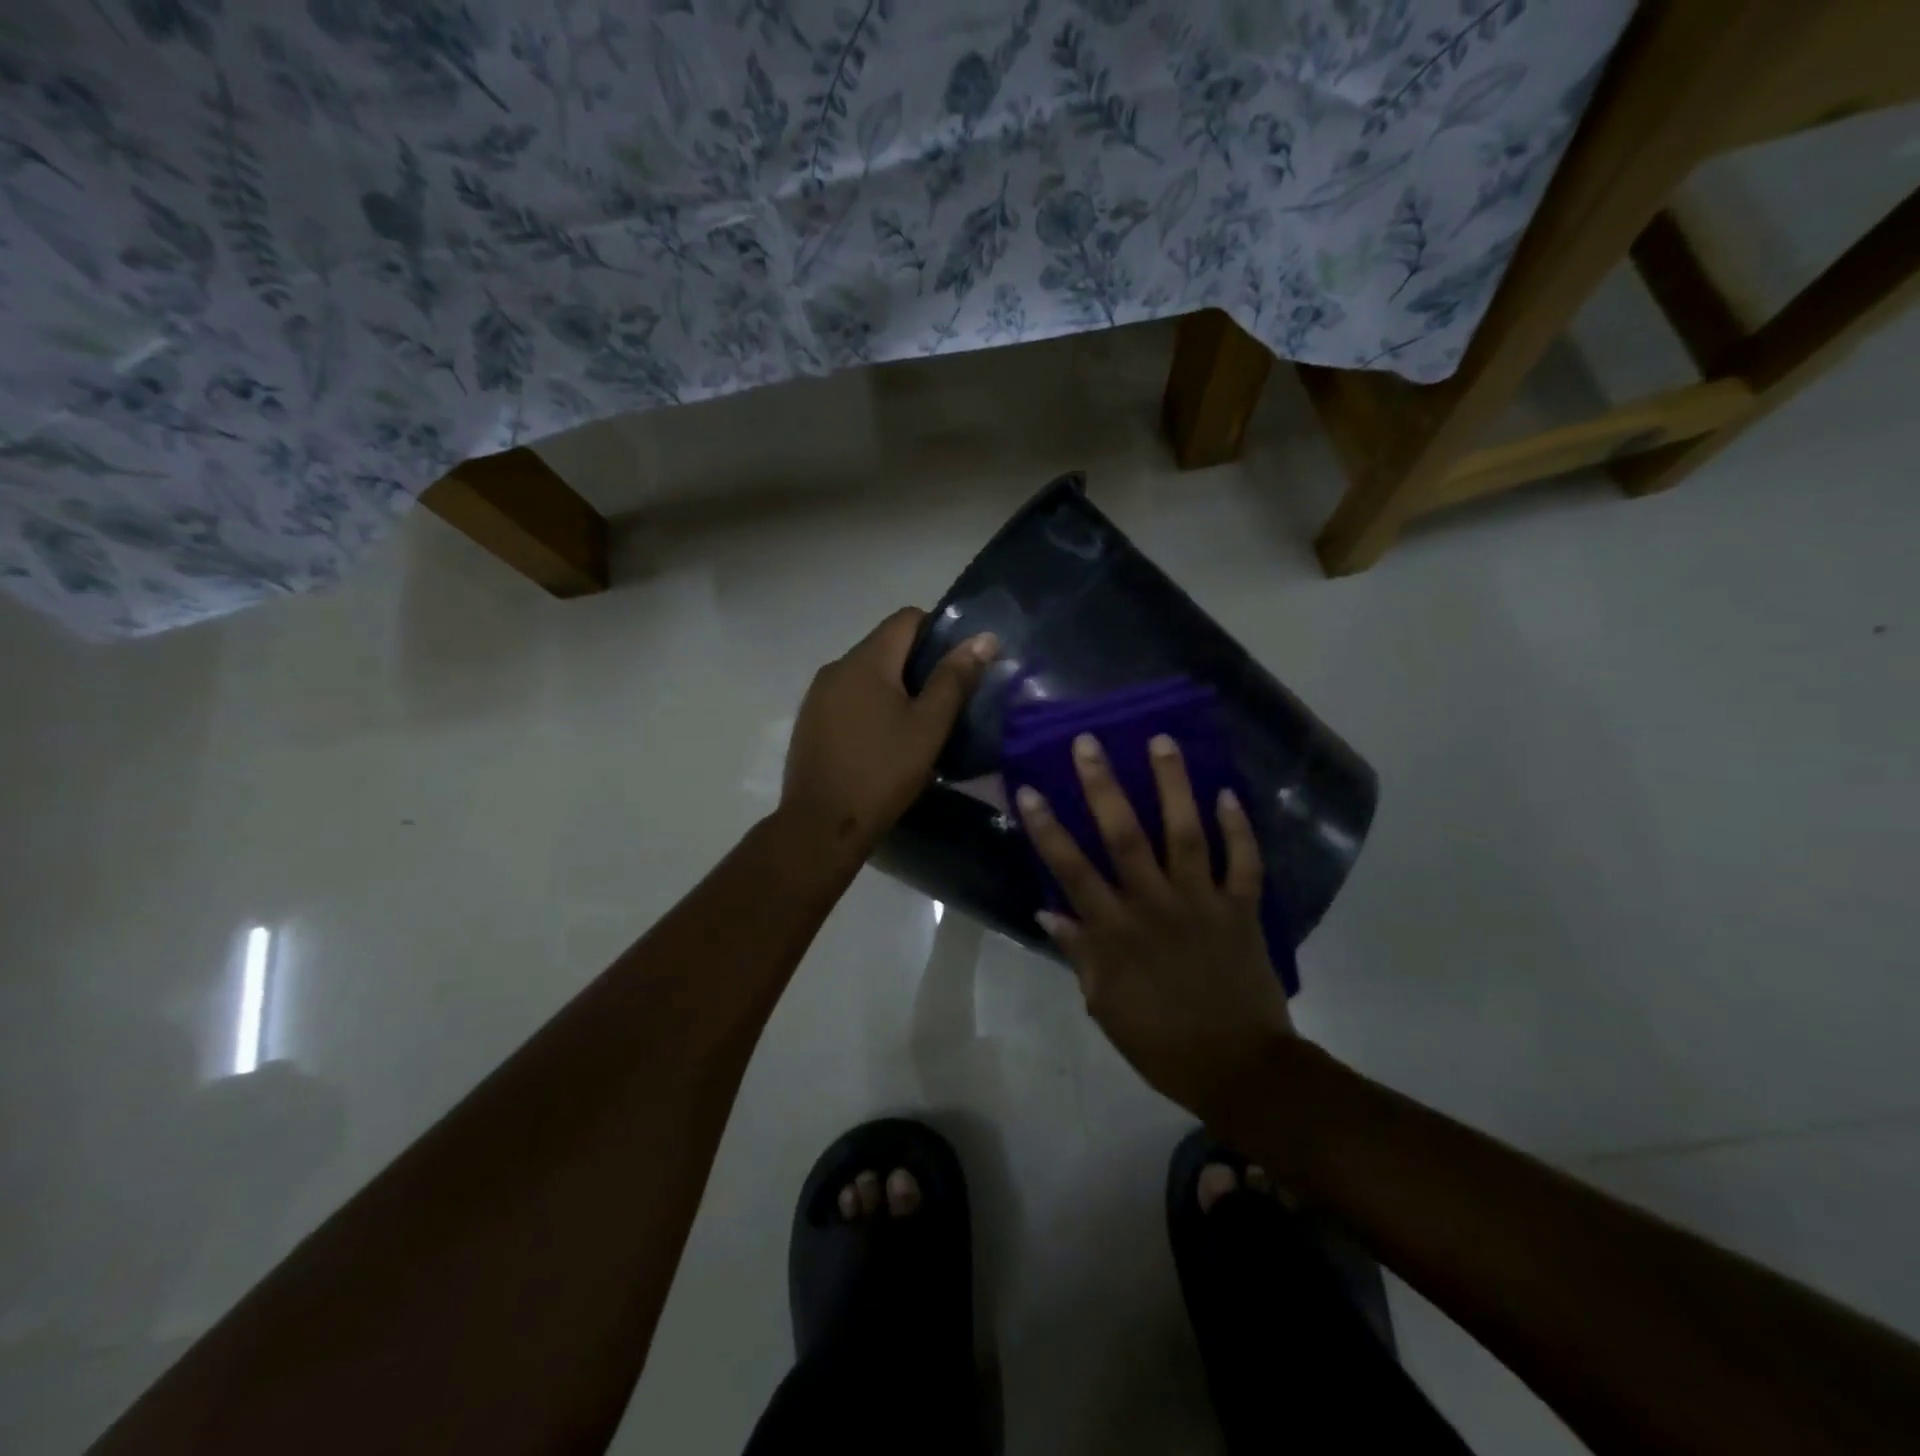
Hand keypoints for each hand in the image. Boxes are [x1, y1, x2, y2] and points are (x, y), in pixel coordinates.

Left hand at [781, 608, 995, 854]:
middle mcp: (836, 667)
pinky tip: (883, 740)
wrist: (821, 825)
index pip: (907, 618)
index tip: (958, 666)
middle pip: (885, 645)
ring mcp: (817, 695)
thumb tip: (984, 637)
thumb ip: (955, 678)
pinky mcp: (809, 721)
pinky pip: (848, 697)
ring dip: (894, 686)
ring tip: (917, 723)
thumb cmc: (882, 772)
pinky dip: (871, 705)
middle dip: (918, 663)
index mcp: (866, 660)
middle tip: (945, 700)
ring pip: (866, 673)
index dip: (938, 631)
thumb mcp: (928, 726)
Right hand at [1016, 732, 1294, 1117]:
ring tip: (1162, 741)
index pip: (1072, 870)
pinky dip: (1239, 827)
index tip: (1029, 789)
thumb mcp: (1105, 1005)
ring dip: (1173, 785)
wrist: (1238, 1068)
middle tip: (1090, 742)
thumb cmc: (1162, 1042)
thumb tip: (1047, 910)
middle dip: (1103, 786)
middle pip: (1125, 836)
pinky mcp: (1241, 909)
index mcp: (1115, 931)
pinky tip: (1228, 792)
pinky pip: (1244, 861)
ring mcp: (1201, 902)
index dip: (1047, 828)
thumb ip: (1079, 953)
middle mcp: (1154, 905)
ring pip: (1186, 833)